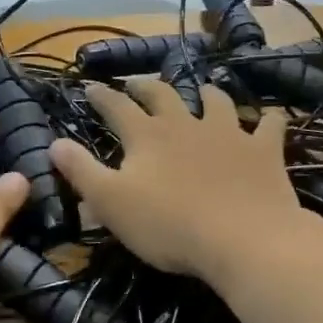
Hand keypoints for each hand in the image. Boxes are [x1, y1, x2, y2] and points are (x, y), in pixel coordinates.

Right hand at [51, 80, 303, 282]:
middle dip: (146, 86)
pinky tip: (268, 116)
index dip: (101, 96)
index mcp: (146, 136)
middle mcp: (185, 124)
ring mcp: (228, 133)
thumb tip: (54, 143)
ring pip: (216, 101)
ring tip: (202, 91)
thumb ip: (81, 171)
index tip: (90, 87)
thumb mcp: (111, 202)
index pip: (116, 107)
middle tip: (137, 83)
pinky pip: (268, 125)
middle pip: (163, 94)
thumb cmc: (168, 225)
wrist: (244, 240)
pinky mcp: (263, 151)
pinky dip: (267, 119)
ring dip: (206, 93)